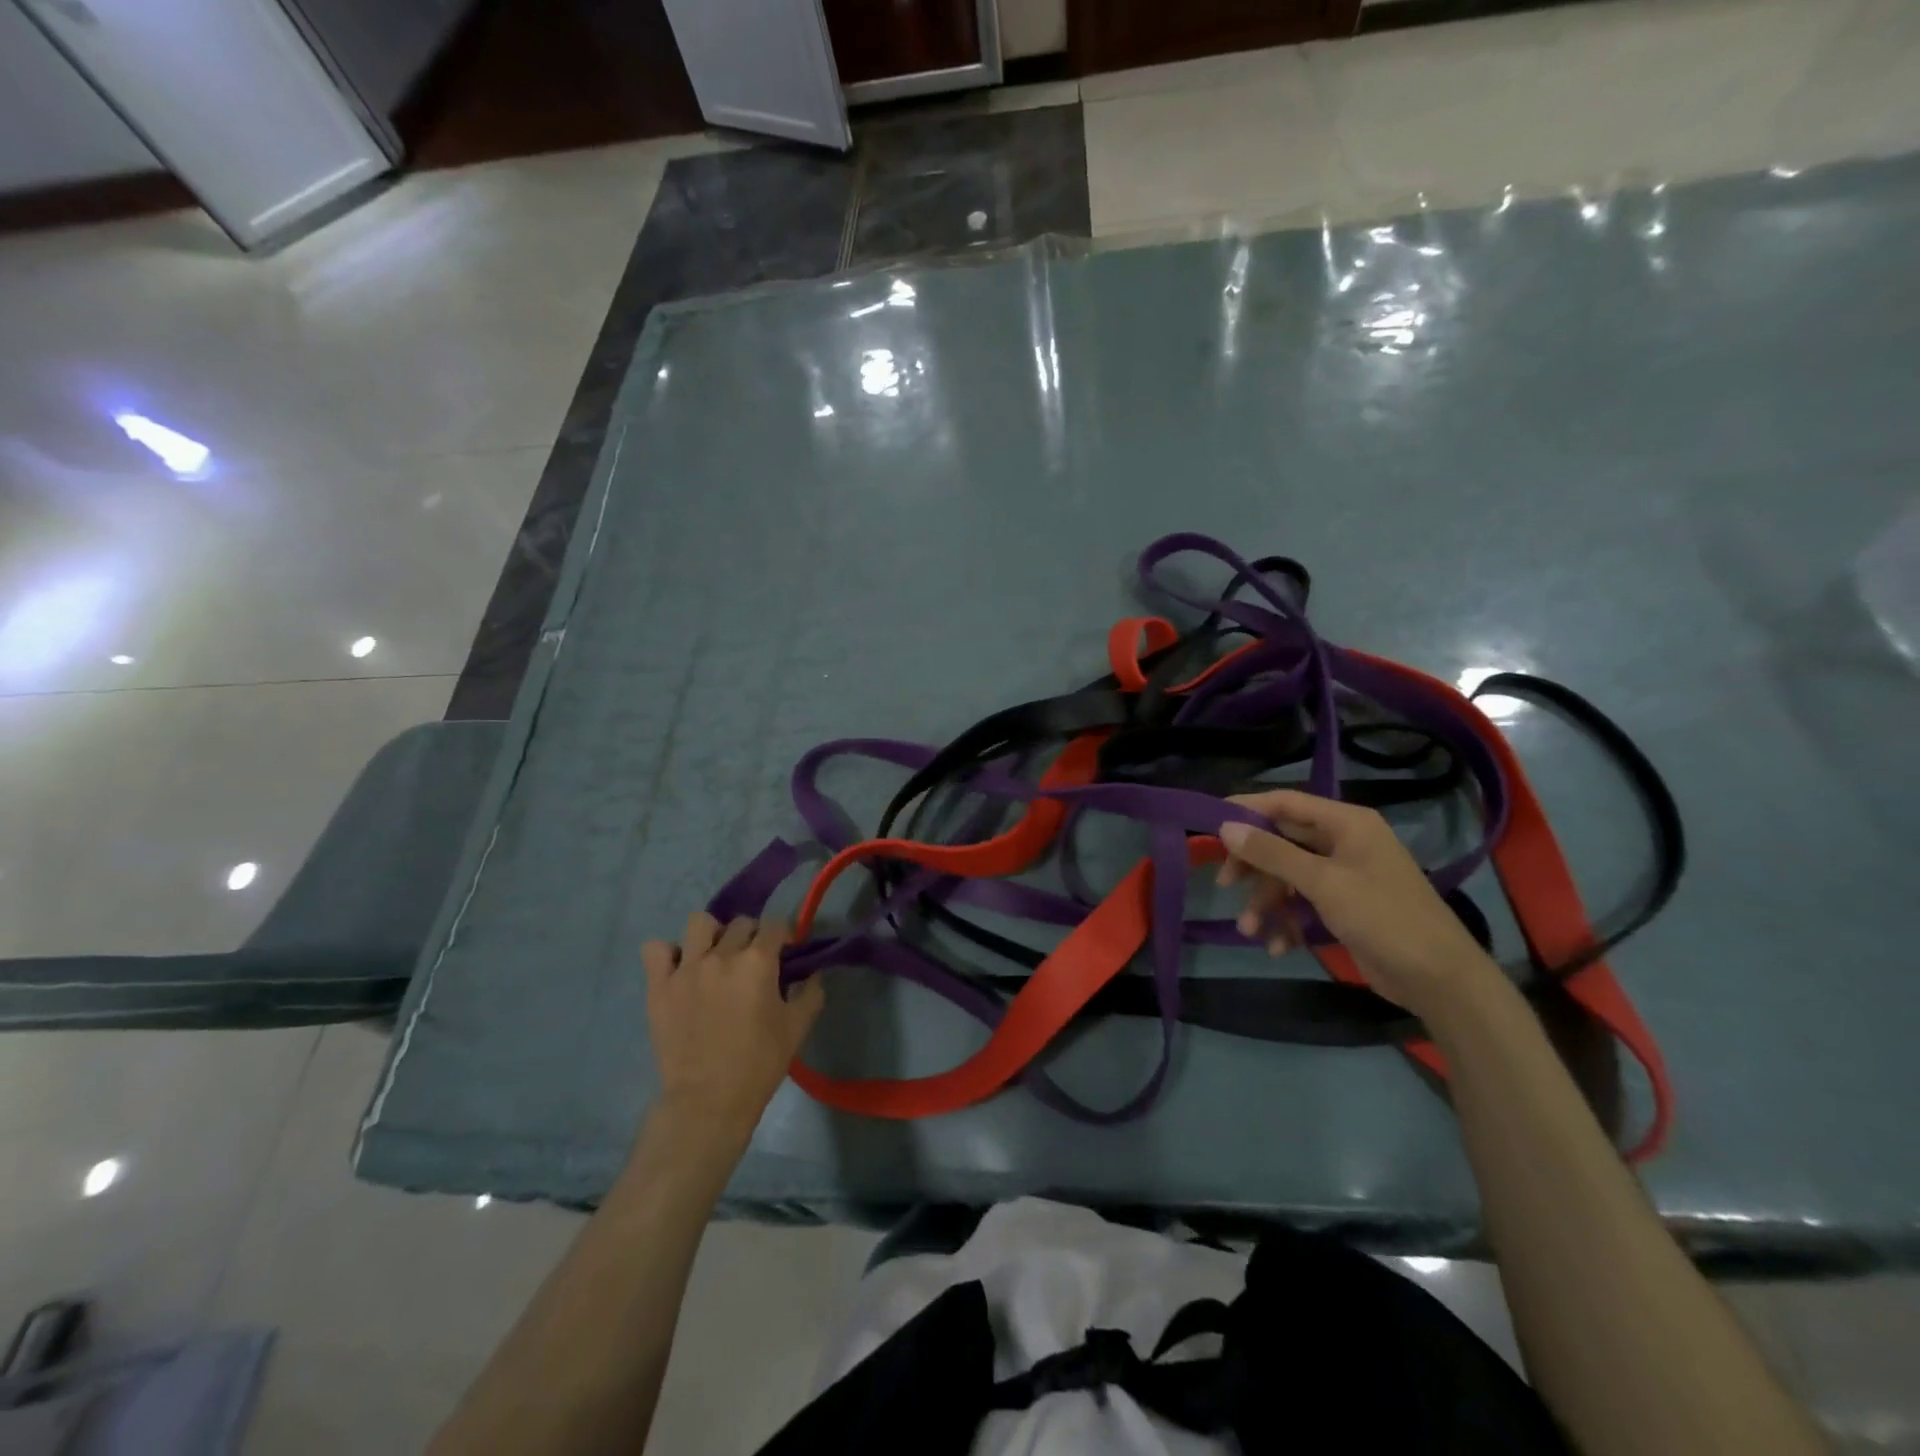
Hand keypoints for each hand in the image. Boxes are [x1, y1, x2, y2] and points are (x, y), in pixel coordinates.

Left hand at [641, 913, 824, 1143]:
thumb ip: (810, 993)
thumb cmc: (759, 1064)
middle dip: (752, 936)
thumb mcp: (797, 1028)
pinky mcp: (659, 986)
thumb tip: (812, 973)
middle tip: (752, 962)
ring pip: (699, 923)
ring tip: (714, 956)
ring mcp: (687, 968)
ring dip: (711, 934)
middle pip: (740, 924)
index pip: (775, 926)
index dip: (783, 936)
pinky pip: (656, 949)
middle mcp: (722, 955)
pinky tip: (680, 969)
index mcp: (758, 962)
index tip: (785, 952)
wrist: (708, 1101)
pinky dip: (668, 953)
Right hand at [1217, 789, 1496, 1019]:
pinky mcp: (1344, 907)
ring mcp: (1344, 875)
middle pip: (1282, 841)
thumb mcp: (1322, 882)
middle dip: (1254, 866)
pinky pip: (1302, 903)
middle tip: (1226, 884)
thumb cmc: (1383, 917)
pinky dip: (1287, 921)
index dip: (1246, 809)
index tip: (1210, 824)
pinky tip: (1278, 946)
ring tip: (1250, 930)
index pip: (1285, 803)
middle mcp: (1344, 842)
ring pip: (1288, 877)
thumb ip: (1272, 853)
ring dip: (1266, 902)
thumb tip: (1225, 827)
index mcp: (1346, 823)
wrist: (1439, 979)